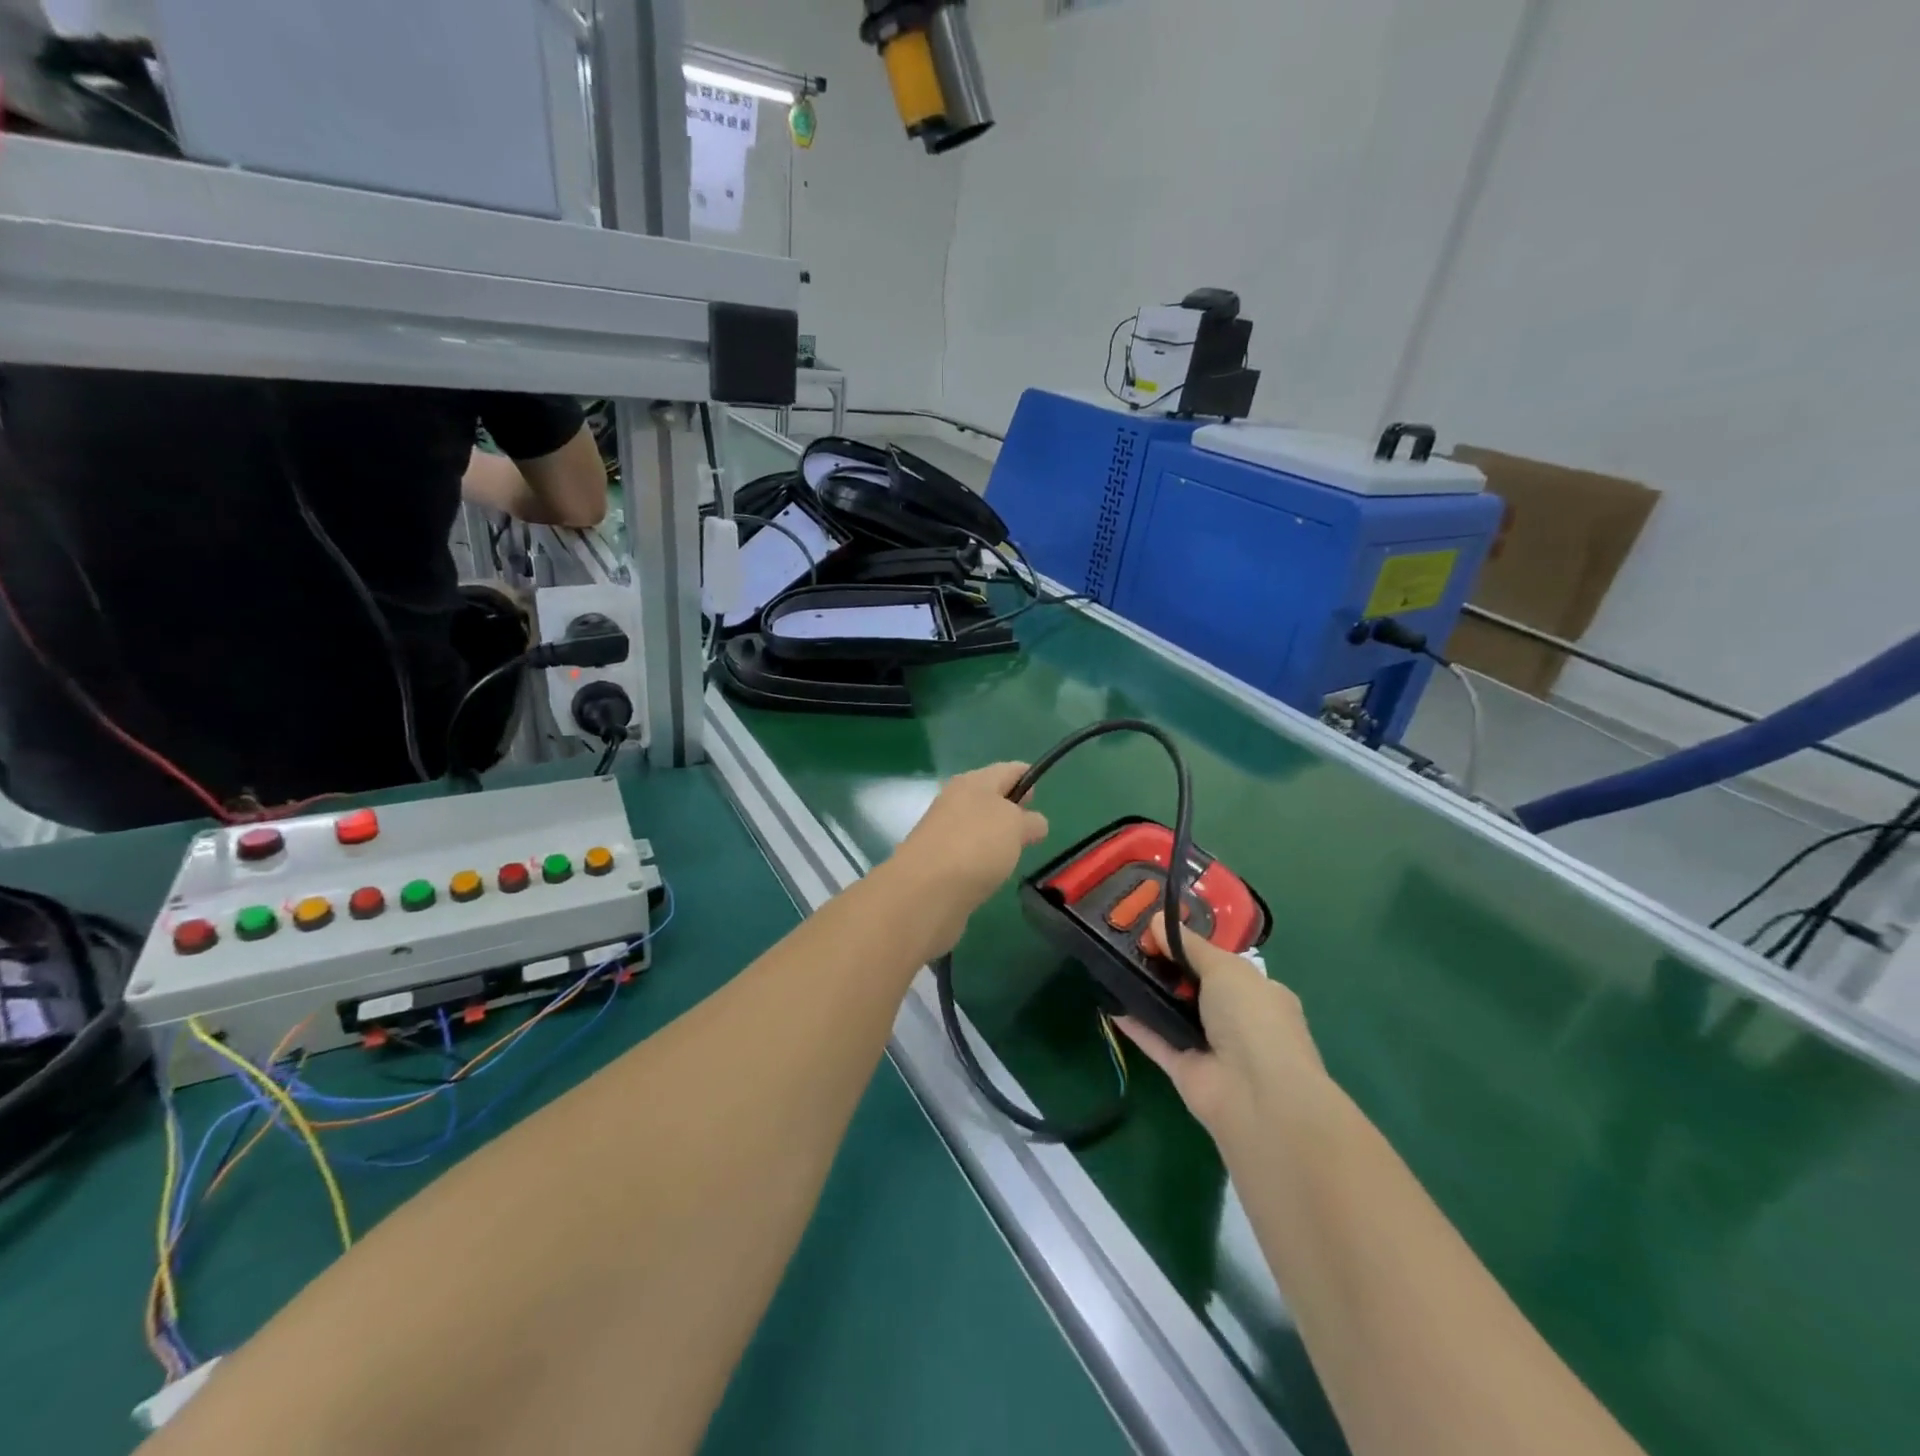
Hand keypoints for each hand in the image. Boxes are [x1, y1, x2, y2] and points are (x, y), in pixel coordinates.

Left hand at [893, 763, 1048, 939]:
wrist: (925, 892)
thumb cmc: (976, 846)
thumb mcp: (1015, 826)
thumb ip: (1030, 821)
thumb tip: (1033, 823)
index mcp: (973, 782)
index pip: (1007, 770)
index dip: (1026, 777)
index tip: (1041, 796)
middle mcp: (954, 802)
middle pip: (989, 797)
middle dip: (1011, 808)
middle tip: (1031, 827)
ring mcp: (943, 832)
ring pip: (977, 826)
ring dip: (995, 836)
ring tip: (1015, 853)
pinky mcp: (937, 862)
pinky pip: (967, 852)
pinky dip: (981, 859)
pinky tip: (991, 873)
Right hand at [1117, 915, 1327, 1140]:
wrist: (1259, 1096)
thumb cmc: (1253, 1018)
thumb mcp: (1225, 968)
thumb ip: (1189, 945)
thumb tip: (1158, 919)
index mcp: (1259, 993)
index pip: (1223, 965)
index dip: (1191, 946)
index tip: (1157, 928)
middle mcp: (1237, 1020)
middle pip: (1194, 987)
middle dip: (1166, 966)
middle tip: (1129, 941)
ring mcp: (1210, 1047)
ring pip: (1173, 1013)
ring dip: (1147, 992)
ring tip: (1114, 962)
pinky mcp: (1184, 1070)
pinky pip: (1155, 1041)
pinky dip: (1135, 1024)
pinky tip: (1109, 1003)